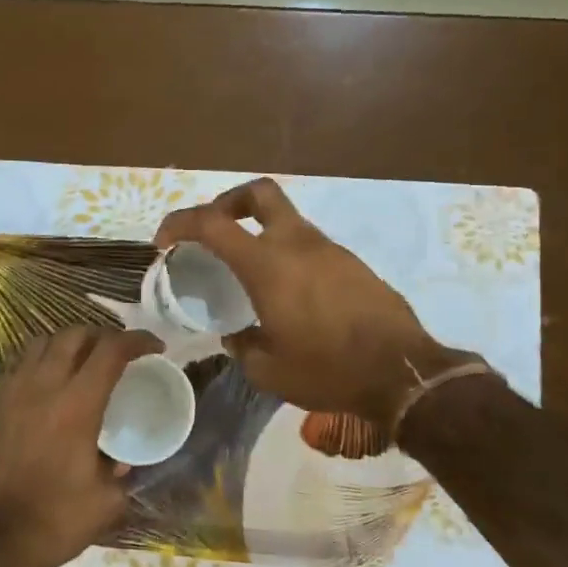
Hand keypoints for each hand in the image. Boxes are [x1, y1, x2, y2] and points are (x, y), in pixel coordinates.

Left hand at [0, 325, 163, 566]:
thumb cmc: (55, 520)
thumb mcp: (106, 502)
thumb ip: (120, 474)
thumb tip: (122, 462)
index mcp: (77, 405)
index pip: (111, 351)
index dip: (138, 341)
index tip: (155, 347)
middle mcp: (44, 387)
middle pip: (74, 335)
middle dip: (103, 334)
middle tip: (119, 352)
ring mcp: (15, 394)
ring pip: (42, 342)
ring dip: (69, 342)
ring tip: (84, 359)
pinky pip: (20, 364)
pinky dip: (41, 360)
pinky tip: (51, 382)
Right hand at [155, 178, 461, 425]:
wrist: (402, 373)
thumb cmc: (328, 370)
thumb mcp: (268, 370)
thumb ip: (242, 346)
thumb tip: (235, 337)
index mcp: (267, 264)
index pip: (212, 222)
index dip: (180, 223)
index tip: (164, 242)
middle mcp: (297, 244)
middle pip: (259, 193)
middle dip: (230, 202)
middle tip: (216, 232)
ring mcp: (330, 250)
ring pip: (287, 221)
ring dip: (262, 234)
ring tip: (251, 276)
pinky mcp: (353, 264)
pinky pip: (310, 247)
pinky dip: (289, 256)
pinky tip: (290, 297)